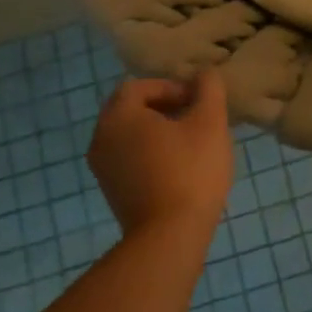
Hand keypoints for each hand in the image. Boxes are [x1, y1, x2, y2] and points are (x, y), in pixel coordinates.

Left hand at [88, 72, 235, 242]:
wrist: (169, 237)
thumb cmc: (190, 170)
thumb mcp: (210, 122)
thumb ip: (208, 88)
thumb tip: (204, 73)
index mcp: (119, 115)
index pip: (141, 85)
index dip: (173, 87)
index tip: (199, 102)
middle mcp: (101, 137)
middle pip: (133, 109)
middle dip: (166, 108)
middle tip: (197, 118)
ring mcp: (103, 168)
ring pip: (132, 135)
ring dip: (160, 132)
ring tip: (192, 143)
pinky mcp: (112, 192)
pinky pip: (130, 159)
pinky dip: (152, 154)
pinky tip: (180, 168)